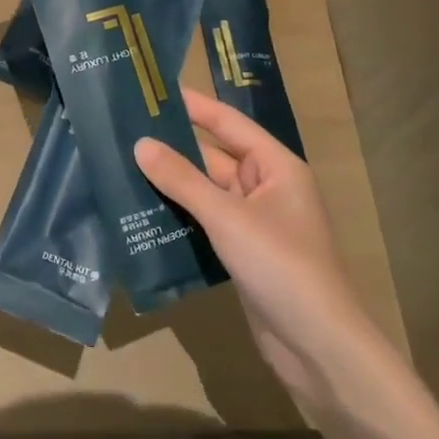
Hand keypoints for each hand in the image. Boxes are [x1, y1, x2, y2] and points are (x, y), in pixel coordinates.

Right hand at [135, 89, 374, 408]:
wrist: (317, 346)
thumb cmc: (281, 266)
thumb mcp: (228, 217)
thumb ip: (182, 180)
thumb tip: (141, 144)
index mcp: (276, 167)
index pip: (228, 123)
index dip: (193, 106)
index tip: (153, 92)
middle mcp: (265, 188)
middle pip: (212, 158)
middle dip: (172, 148)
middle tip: (122, 133)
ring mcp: (253, 222)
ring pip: (204, 192)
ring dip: (170, 185)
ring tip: (121, 168)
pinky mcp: (241, 252)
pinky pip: (204, 222)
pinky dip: (177, 217)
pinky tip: (141, 213)